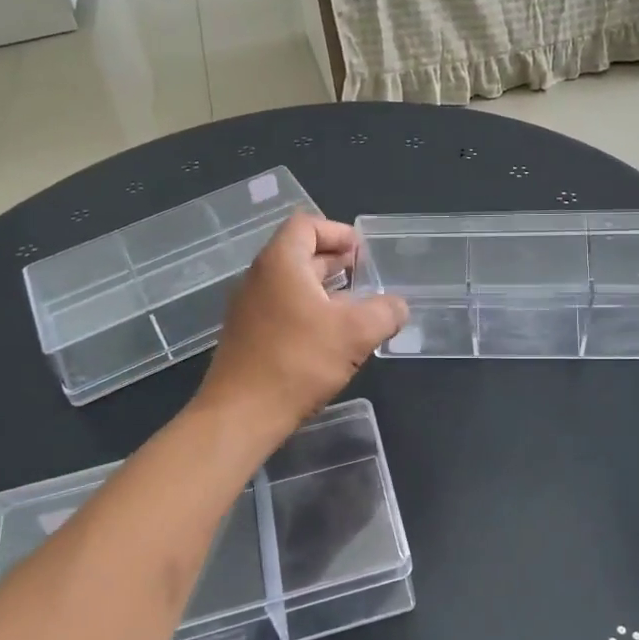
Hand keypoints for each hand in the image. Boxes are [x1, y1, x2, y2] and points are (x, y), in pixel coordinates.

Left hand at [199, 214, 406, 438]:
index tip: (363, 253)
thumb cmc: (298, 362)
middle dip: (335, 261)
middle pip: (299, 253)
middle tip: (366, 278)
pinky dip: (308, 312)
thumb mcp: (355, 334)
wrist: (241, 415)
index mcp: (281, 263)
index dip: (338, 232)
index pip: (307, 224)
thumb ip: (385, 312)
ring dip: (324, 290)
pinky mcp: (247, 336)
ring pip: (292, 284)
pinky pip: (282, 309)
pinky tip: (330, 340)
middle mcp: (259, 278)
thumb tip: (397, 306)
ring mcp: (249, 308)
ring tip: (355, 309)